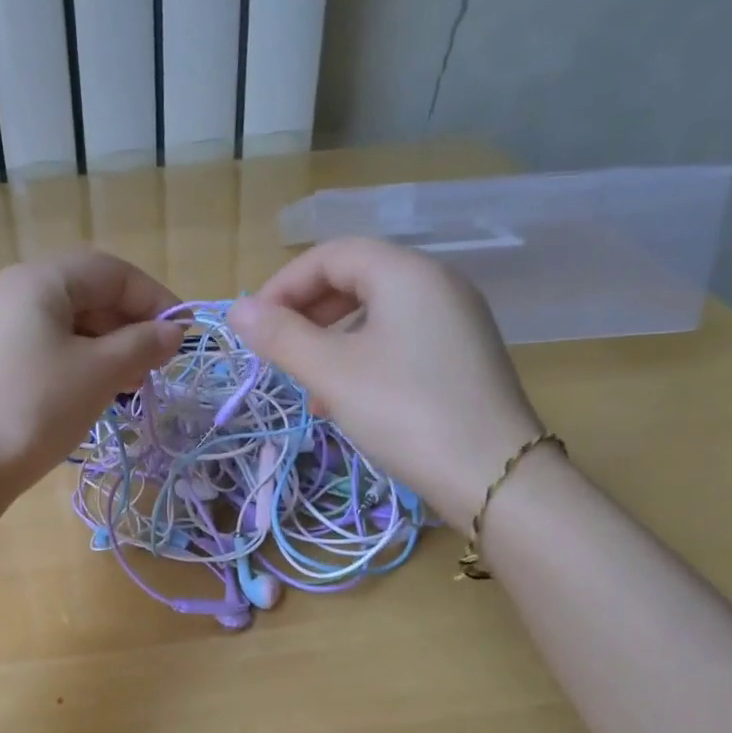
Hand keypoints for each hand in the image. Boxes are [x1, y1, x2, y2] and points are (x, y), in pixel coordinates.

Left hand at [0, 250, 182, 496]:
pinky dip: (81, 362)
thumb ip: (143, 344)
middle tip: (159, 364)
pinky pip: (49, 346)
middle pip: (88, 294)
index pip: (111, 272)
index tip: (183, 336)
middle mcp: (14, 292)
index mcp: (39, 280)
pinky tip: (99, 391)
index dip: (154, 299)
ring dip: (109, 347)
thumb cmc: (36, 408)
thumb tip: (175, 332)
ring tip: (135, 383)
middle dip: (131, 325)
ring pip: (70, 324)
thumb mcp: (99, 373)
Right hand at [230, 238, 544, 525]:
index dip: (283, 285)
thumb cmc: (405, 412)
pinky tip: (344, 397)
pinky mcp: (462, 355)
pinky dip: (361, 355)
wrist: (494, 476)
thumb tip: (236, 311)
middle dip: (306, 311)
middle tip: (276, 350)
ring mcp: (455, 319)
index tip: (253, 326)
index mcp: (407, 273)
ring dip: (330, 337)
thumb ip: (280, 337)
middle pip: (355, 277)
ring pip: (375, 311)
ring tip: (306, 381)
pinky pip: (398, 337)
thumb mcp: (332, 373)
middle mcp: (436, 284)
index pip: (331, 255)